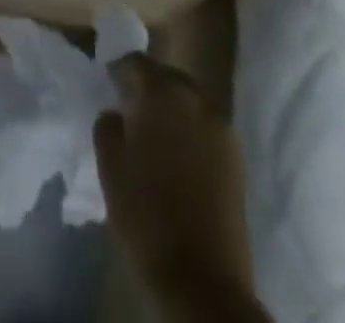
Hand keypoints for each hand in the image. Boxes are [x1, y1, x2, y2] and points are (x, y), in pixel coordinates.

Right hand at [94, 54, 252, 307]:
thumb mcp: (110, 168)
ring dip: (170, 109)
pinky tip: (176, 156)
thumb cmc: (147, 217)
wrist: (203, 282)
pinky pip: (205, 126)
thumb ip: (108, 127)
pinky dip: (189, 130)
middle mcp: (196, 99)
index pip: (135, 62)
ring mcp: (222, 128)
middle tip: (128, 109)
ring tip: (152, 134)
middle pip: (166, 77)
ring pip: (189, 101)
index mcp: (162, 94)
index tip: (107, 86)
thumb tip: (117, 113)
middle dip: (147, 87)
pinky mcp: (237, 158)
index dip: (118, 71)